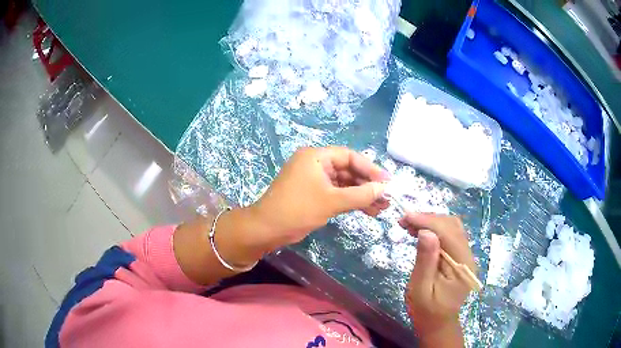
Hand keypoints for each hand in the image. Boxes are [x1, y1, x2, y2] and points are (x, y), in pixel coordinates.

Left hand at [247, 147, 389, 248]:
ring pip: (344, 184)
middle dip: (368, 185)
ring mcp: (314, 179)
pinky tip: (368, 211)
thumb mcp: (332, 202)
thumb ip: (360, 195)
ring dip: (362, 195)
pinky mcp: (313, 194)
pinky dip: (351, 202)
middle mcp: (316, 164)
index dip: (370, 169)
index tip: (387, 182)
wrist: (267, 229)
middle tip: (387, 197)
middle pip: (348, 170)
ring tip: (382, 208)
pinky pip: (337, 194)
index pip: (349, 156)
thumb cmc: (298, 210)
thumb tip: (384, 189)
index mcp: (316, 156)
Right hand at [399, 213, 475, 346]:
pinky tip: (420, 232)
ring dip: (431, 222)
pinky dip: (434, 230)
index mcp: (462, 266)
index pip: (449, 234)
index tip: (405, 217)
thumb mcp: (421, 289)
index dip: (428, 221)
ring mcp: (465, 255)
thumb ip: (425, 261)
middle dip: (428, 219)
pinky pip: (449, 236)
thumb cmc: (426, 311)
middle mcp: (468, 256)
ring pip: (452, 228)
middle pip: (452, 226)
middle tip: (404, 221)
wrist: (437, 324)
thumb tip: (425, 231)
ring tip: (409, 225)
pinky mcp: (459, 257)